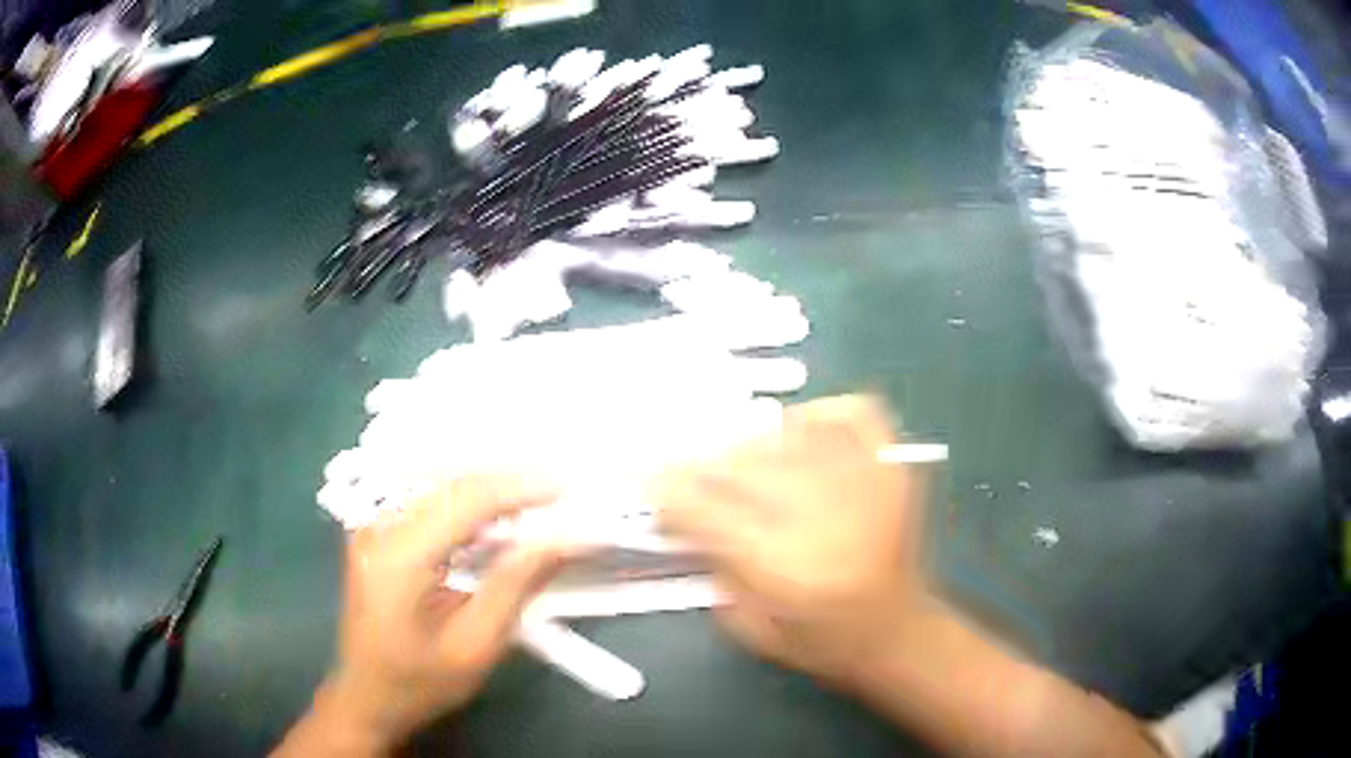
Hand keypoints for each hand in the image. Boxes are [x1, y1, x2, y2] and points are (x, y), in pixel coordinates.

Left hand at [278, 475, 580, 755]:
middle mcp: (379, 526)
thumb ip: (516, 585)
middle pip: (451, 481)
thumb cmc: (420, 683)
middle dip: (510, 480)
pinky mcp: (377, 530)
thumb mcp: (476, 646)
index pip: (464, 499)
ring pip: (440, 481)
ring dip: (490, 486)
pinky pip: (428, 497)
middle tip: (560, 492)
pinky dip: (468, 500)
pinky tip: (497, 516)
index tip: (569, 488)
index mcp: (398, 557)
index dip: (520, 486)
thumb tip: (564, 538)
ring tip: (538, 500)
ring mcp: (372, 524)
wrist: (365, 697)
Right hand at [651, 395, 932, 684]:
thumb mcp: (749, 625)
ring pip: (787, 436)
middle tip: (687, 472)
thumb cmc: (820, 641)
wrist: (898, 633)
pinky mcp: (894, 468)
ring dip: (751, 445)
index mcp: (785, 569)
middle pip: (742, 465)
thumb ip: (713, 565)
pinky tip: (799, 434)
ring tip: (740, 464)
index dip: (668, 490)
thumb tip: (683, 512)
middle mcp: (826, 518)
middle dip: (702, 465)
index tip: (650, 481)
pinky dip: (818, 415)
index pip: (706, 509)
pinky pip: (852, 414)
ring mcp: (868, 484)